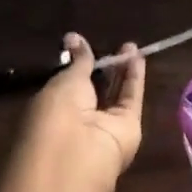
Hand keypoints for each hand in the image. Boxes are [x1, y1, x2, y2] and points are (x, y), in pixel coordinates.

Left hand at [19, 34, 144, 191]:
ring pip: (114, 93)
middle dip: (103, 67)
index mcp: (52, 109)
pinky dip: (135, 79)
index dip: (77, 65)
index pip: (67, 85)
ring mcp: (103, 125)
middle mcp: (77, 119)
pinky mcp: (127, 127)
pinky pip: (131, 98)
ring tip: (130, 46)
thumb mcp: (64, 81)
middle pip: (94, 89)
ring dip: (121, 70)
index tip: (85, 45)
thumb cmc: (57, 113)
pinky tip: (139, 57)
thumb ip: (78, 61)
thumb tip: (73, 37)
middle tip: (114, 43)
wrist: (77, 154)